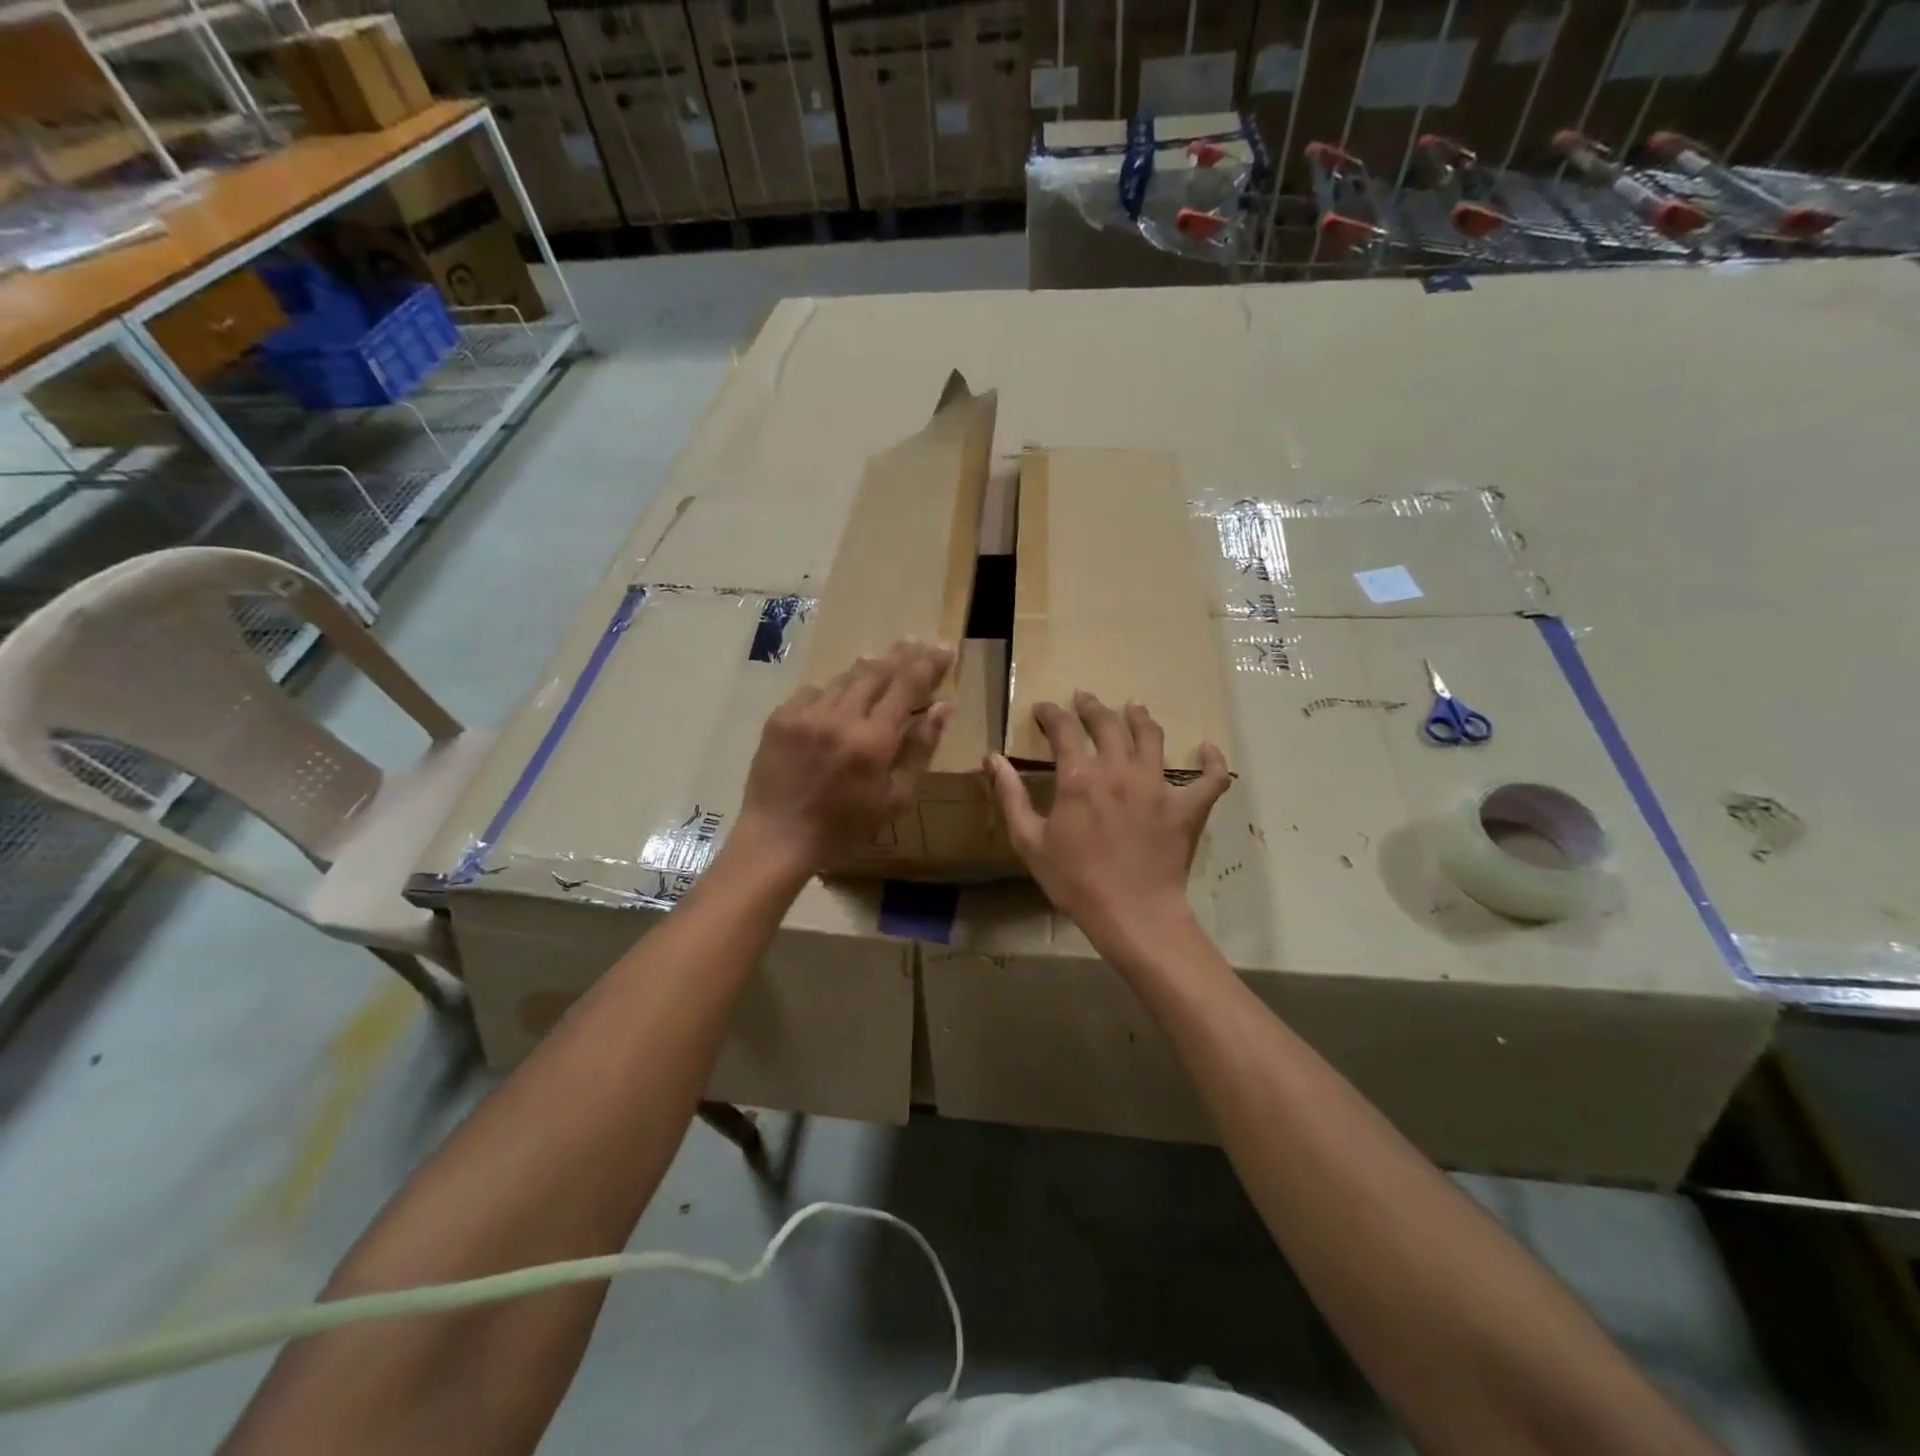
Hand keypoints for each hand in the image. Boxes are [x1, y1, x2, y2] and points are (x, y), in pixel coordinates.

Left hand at [735, 640, 953, 876]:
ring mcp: (807, 714)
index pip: (908, 686)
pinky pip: (814, 691)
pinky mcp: (780, 717)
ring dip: (867, 671)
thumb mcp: (896, 798)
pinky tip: (837, 700)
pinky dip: (832, 692)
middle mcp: (841, 717)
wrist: (779, 837)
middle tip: (917, 643)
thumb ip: (921, 749)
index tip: (944, 649)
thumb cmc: (845, 826)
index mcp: (874, 740)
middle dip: (901, 655)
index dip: (929, 664)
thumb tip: (944, 708)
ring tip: (881, 663)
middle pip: (876, 671)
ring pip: (845, 678)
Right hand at [988, 692, 1228, 951]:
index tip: (1044, 709)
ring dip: (1140, 717)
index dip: (1052, 714)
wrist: (1132, 914)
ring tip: (1134, 707)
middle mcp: (1119, 770)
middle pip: (1107, 723)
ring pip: (1152, 737)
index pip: (1063, 729)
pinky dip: (1213, 762)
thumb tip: (992, 758)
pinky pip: (1210, 778)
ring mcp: (1158, 785)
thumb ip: (1010, 796)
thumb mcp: (1029, 841)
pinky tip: (1209, 749)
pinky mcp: (1188, 807)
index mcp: (1080, 777)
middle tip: (1084, 698)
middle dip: (1092, 706)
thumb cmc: (1074, 881)